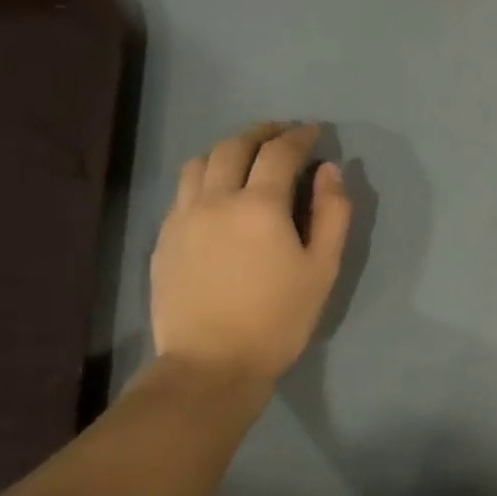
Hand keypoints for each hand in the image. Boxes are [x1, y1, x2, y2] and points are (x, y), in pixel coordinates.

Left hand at [150, 122, 352, 386]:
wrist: (212, 364)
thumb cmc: (279, 317)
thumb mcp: (323, 267)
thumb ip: (332, 213)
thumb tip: (330, 170)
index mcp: (259, 205)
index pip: (279, 152)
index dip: (300, 136)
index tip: (315, 132)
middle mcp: (214, 200)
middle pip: (234, 146)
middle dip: (263, 132)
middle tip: (285, 133)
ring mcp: (182, 218)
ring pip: (200, 162)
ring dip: (229, 149)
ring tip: (249, 156)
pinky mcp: (164, 239)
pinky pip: (183, 190)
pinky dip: (206, 176)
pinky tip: (220, 193)